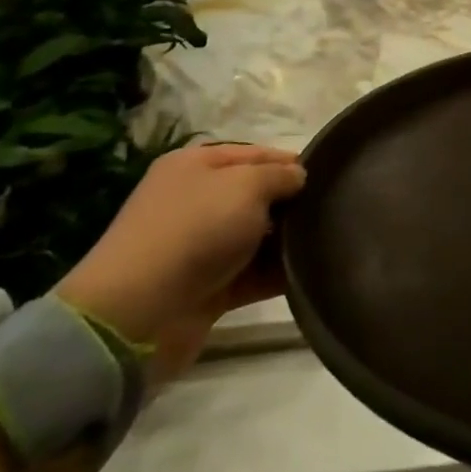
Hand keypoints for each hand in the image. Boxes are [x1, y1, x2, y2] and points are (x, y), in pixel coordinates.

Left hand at [56, 142, 305, 384]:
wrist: (136, 317)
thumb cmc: (194, 230)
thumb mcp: (246, 185)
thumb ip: (280, 175)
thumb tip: (299, 178)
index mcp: (195, 166)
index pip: (255, 154)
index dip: (291, 161)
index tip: (330, 174)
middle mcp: (195, 201)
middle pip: (256, 195)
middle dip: (291, 202)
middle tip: (334, 208)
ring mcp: (200, 247)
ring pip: (257, 236)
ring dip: (289, 240)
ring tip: (330, 240)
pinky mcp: (208, 288)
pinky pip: (253, 273)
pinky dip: (278, 273)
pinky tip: (311, 271)